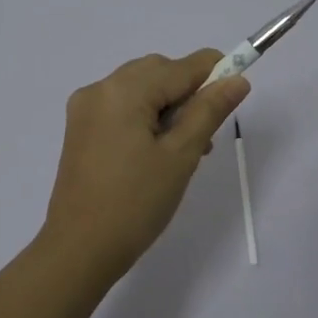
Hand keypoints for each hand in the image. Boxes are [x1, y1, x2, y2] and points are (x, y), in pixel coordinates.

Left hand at [41, 51, 249, 278]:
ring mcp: (85, 109)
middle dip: (188, 93)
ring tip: (186, 151)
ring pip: (140, 90)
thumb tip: (237, 79)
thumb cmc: (135, 203)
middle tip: (206, 137)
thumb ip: (209, 111)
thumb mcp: (181, 156)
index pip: (181, 66)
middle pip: (158, 72)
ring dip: (168, 108)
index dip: (215, 73)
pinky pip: (122, 108)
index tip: (238, 92)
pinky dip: (145, 118)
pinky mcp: (80, 130)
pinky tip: (158, 153)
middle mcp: (100, 89)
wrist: (79, 250)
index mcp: (124, 91)